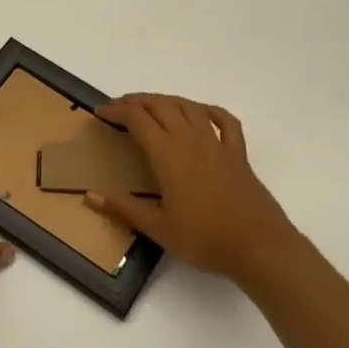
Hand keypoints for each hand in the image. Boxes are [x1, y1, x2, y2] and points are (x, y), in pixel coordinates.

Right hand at [88, 94, 307, 294]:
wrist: (259, 246)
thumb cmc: (204, 239)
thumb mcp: (158, 228)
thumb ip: (123, 209)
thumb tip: (89, 196)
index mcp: (168, 154)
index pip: (137, 119)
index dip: (116, 111)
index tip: (100, 113)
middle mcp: (191, 140)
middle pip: (161, 106)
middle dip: (137, 101)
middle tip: (119, 107)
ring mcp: (217, 144)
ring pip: (189, 107)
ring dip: (167, 100)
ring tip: (151, 106)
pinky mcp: (238, 154)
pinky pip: (225, 121)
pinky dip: (209, 110)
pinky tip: (200, 112)